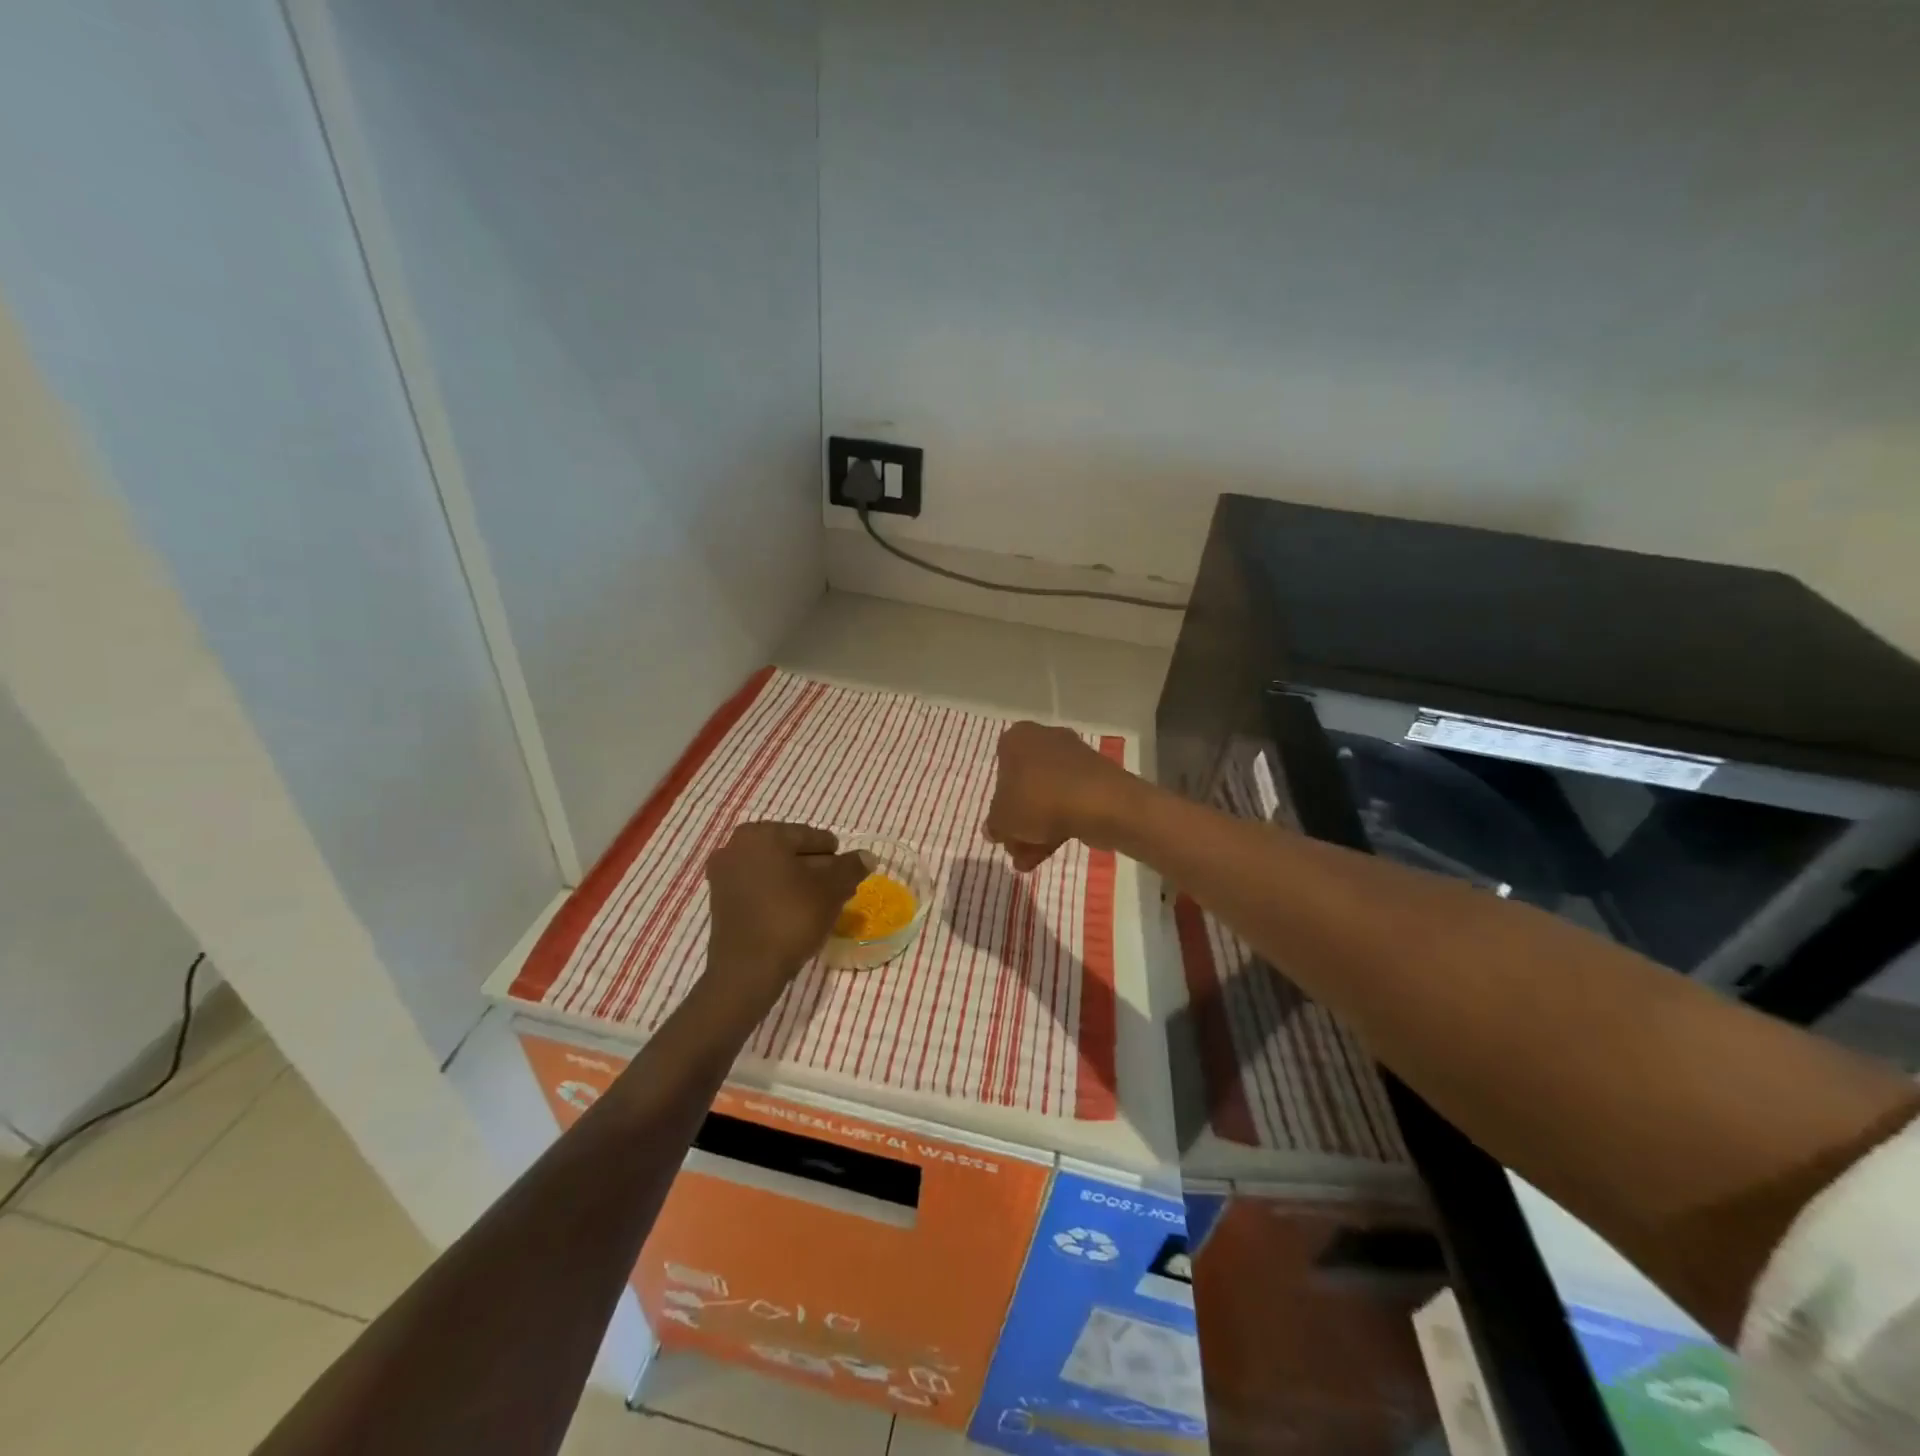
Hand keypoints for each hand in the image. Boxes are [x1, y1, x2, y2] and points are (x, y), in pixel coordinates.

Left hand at [704, 822, 870, 1011]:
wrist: (748, 970)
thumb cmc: (792, 918)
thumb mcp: (832, 889)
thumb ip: (851, 867)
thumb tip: (867, 856)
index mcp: (762, 834)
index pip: (812, 837)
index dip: (835, 857)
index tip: (847, 877)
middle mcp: (736, 845)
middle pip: (791, 852)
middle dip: (816, 869)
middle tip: (837, 892)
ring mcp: (723, 873)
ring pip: (775, 871)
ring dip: (798, 883)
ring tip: (819, 906)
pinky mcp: (719, 900)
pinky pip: (758, 888)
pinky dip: (778, 895)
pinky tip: (795, 914)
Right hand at [985, 722, 1142, 871]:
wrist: (1100, 802)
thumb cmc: (1038, 800)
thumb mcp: (1002, 818)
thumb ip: (994, 824)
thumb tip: (994, 829)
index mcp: (1017, 738)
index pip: (1000, 767)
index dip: (999, 801)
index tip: (1002, 825)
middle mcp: (1045, 739)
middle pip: (1025, 785)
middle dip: (1019, 821)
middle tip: (1015, 848)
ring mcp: (1074, 758)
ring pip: (1047, 796)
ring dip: (1036, 829)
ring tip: (1029, 862)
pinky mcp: (1095, 778)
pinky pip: (1069, 801)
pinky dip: (1059, 824)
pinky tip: (1049, 852)